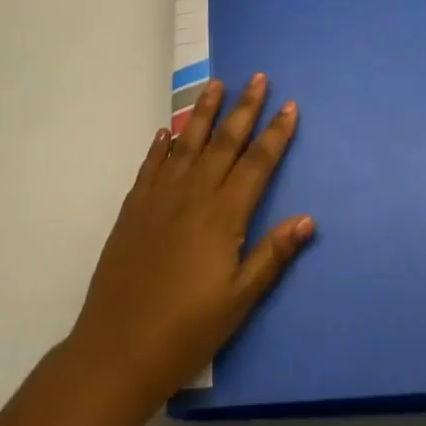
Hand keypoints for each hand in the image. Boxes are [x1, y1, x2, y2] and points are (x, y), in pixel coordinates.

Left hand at [66, 75, 313, 408]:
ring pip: (187, 142)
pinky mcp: (134, 207)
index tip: (289, 106)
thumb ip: (272, 256)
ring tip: (216, 84)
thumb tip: (307, 219)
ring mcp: (160, 196)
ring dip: (204, 111)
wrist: (118, 348)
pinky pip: (152, 164)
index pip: (257, 163)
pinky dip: (162, 145)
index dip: (276, 134)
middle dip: (245, 108)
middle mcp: (194, 194)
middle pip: (225, 141)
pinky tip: (167, 132)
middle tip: (258, 78)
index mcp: (224, 215)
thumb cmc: (187, 331)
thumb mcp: (239, 301)